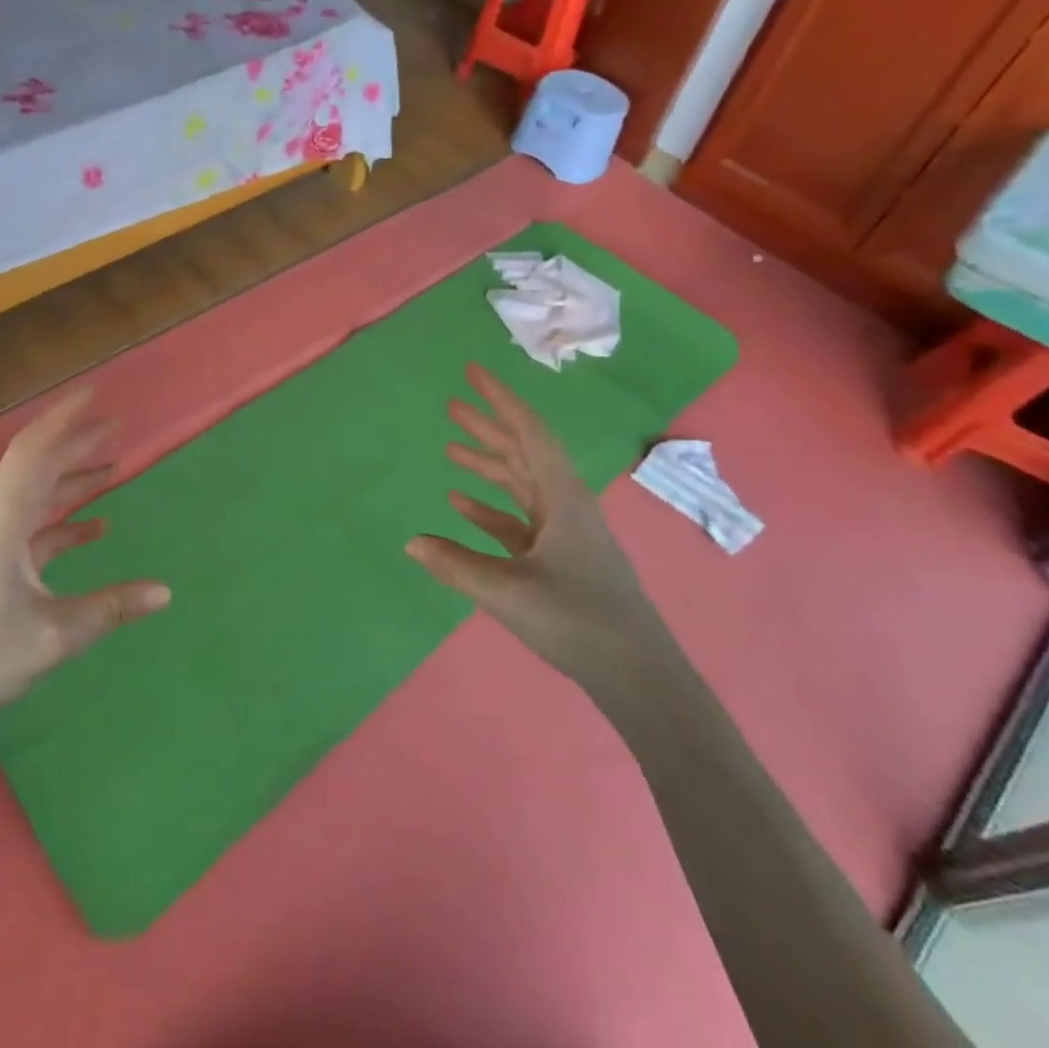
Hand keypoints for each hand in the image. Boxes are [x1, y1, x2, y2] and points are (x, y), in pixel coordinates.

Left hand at [0, 391, 169, 714]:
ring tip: (114, 463)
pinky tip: (97, 526)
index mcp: (7, 525)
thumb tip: (166, 591)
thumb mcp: (55, 636)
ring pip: (39, 494)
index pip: (35, 455)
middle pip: (39, 466)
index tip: (94, 395)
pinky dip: (67, 519)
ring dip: (74, 476)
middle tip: (117, 424)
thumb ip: (111, 608)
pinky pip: (38, 527)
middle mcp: (0, 523)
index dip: (63, 420)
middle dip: (76, 441)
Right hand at [407, 364, 671, 689]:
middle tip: (451, 404)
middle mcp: (564, 504)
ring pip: (520, 483)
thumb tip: (410, 541)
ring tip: (450, 447)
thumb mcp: (509, 593)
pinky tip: (460, 503)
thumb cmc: (579, 622)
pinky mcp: (558, 557)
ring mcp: (563, 531)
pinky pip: (517, 519)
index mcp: (562, 497)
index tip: (472, 372)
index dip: (500, 398)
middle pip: (522, 451)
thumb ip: (457, 565)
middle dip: (488, 426)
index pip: (528, 432)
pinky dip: (490, 507)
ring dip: (488, 463)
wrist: (637, 675)